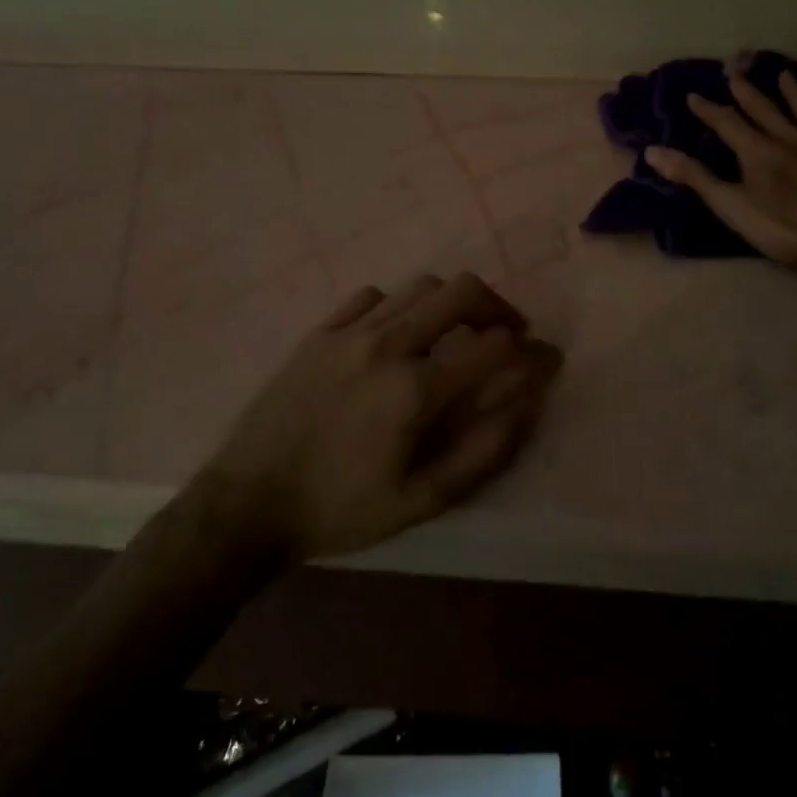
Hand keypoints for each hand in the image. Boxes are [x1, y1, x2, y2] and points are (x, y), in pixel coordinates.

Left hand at [197, 272, 562, 561]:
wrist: (248, 504)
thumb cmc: (340, 509)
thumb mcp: (421, 500)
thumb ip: (483, 451)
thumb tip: (527, 405)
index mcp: (414, 389)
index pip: (495, 347)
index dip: (532, 351)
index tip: (548, 361)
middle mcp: (386, 345)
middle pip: (461, 291)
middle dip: (499, 307)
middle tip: (508, 335)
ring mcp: (347, 333)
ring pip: (418, 287)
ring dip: (452, 303)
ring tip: (458, 333)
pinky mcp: (318, 333)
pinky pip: (370, 296)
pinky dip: (398, 307)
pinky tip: (397, 335)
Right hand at [644, 67, 796, 273]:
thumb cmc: (787, 227)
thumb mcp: (732, 207)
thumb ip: (696, 178)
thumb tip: (653, 151)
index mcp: (759, 152)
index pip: (728, 124)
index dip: (710, 110)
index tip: (694, 94)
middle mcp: (793, 139)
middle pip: (767, 111)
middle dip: (748, 92)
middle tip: (736, 70)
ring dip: (796, 94)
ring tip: (786, 75)